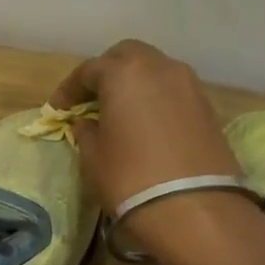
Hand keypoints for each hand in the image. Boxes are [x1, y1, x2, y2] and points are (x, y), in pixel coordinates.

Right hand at [51, 39, 244, 252]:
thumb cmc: (128, 177)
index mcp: (124, 73)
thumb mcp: (92, 156)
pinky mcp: (207, 107)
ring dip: (133, 84)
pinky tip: (143, 124)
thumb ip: (86, 131)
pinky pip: (172, 91)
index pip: (88, 70)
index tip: (58, 110)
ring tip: (118, 112)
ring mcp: (189, 85)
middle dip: (105, 73)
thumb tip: (88, 122)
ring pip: (154, 70)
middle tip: (89, 100)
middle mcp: (160, 68)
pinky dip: (154, 99)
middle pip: (127, 56)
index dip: (69, 89)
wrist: (192, 208)